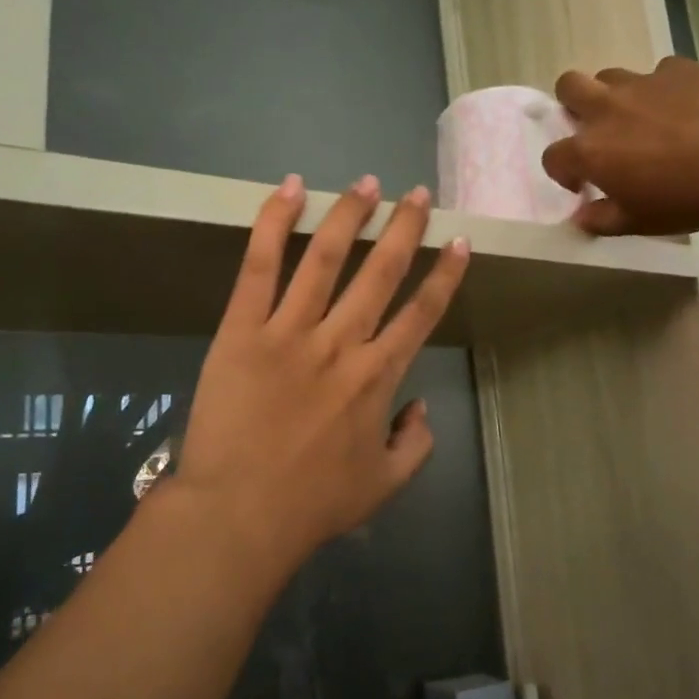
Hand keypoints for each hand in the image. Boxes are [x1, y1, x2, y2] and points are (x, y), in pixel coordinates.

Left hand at [168, 174, 470, 568]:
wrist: (238, 515)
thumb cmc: (312, 504)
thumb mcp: (384, 485)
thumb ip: (416, 444)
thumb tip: (420, 406)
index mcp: (378, 377)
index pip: (421, 313)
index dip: (445, 275)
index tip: (459, 242)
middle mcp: (342, 342)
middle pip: (382, 272)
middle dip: (406, 228)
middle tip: (419, 194)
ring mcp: (290, 331)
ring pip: (327, 257)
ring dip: (351, 215)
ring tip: (368, 183)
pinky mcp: (242, 329)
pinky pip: (260, 266)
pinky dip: (274, 223)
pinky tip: (290, 189)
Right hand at [541, 59, 698, 235]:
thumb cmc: (684, 198)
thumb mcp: (638, 222)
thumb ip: (602, 219)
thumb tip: (581, 217)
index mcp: (590, 150)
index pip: (553, 156)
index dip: (563, 171)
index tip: (582, 184)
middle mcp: (606, 109)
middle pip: (568, 86)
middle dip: (572, 103)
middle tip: (596, 127)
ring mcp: (642, 83)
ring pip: (611, 75)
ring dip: (615, 94)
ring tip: (641, 117)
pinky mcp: (678, 69)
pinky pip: (660, 72)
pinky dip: (664, 88)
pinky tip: (685, 106)